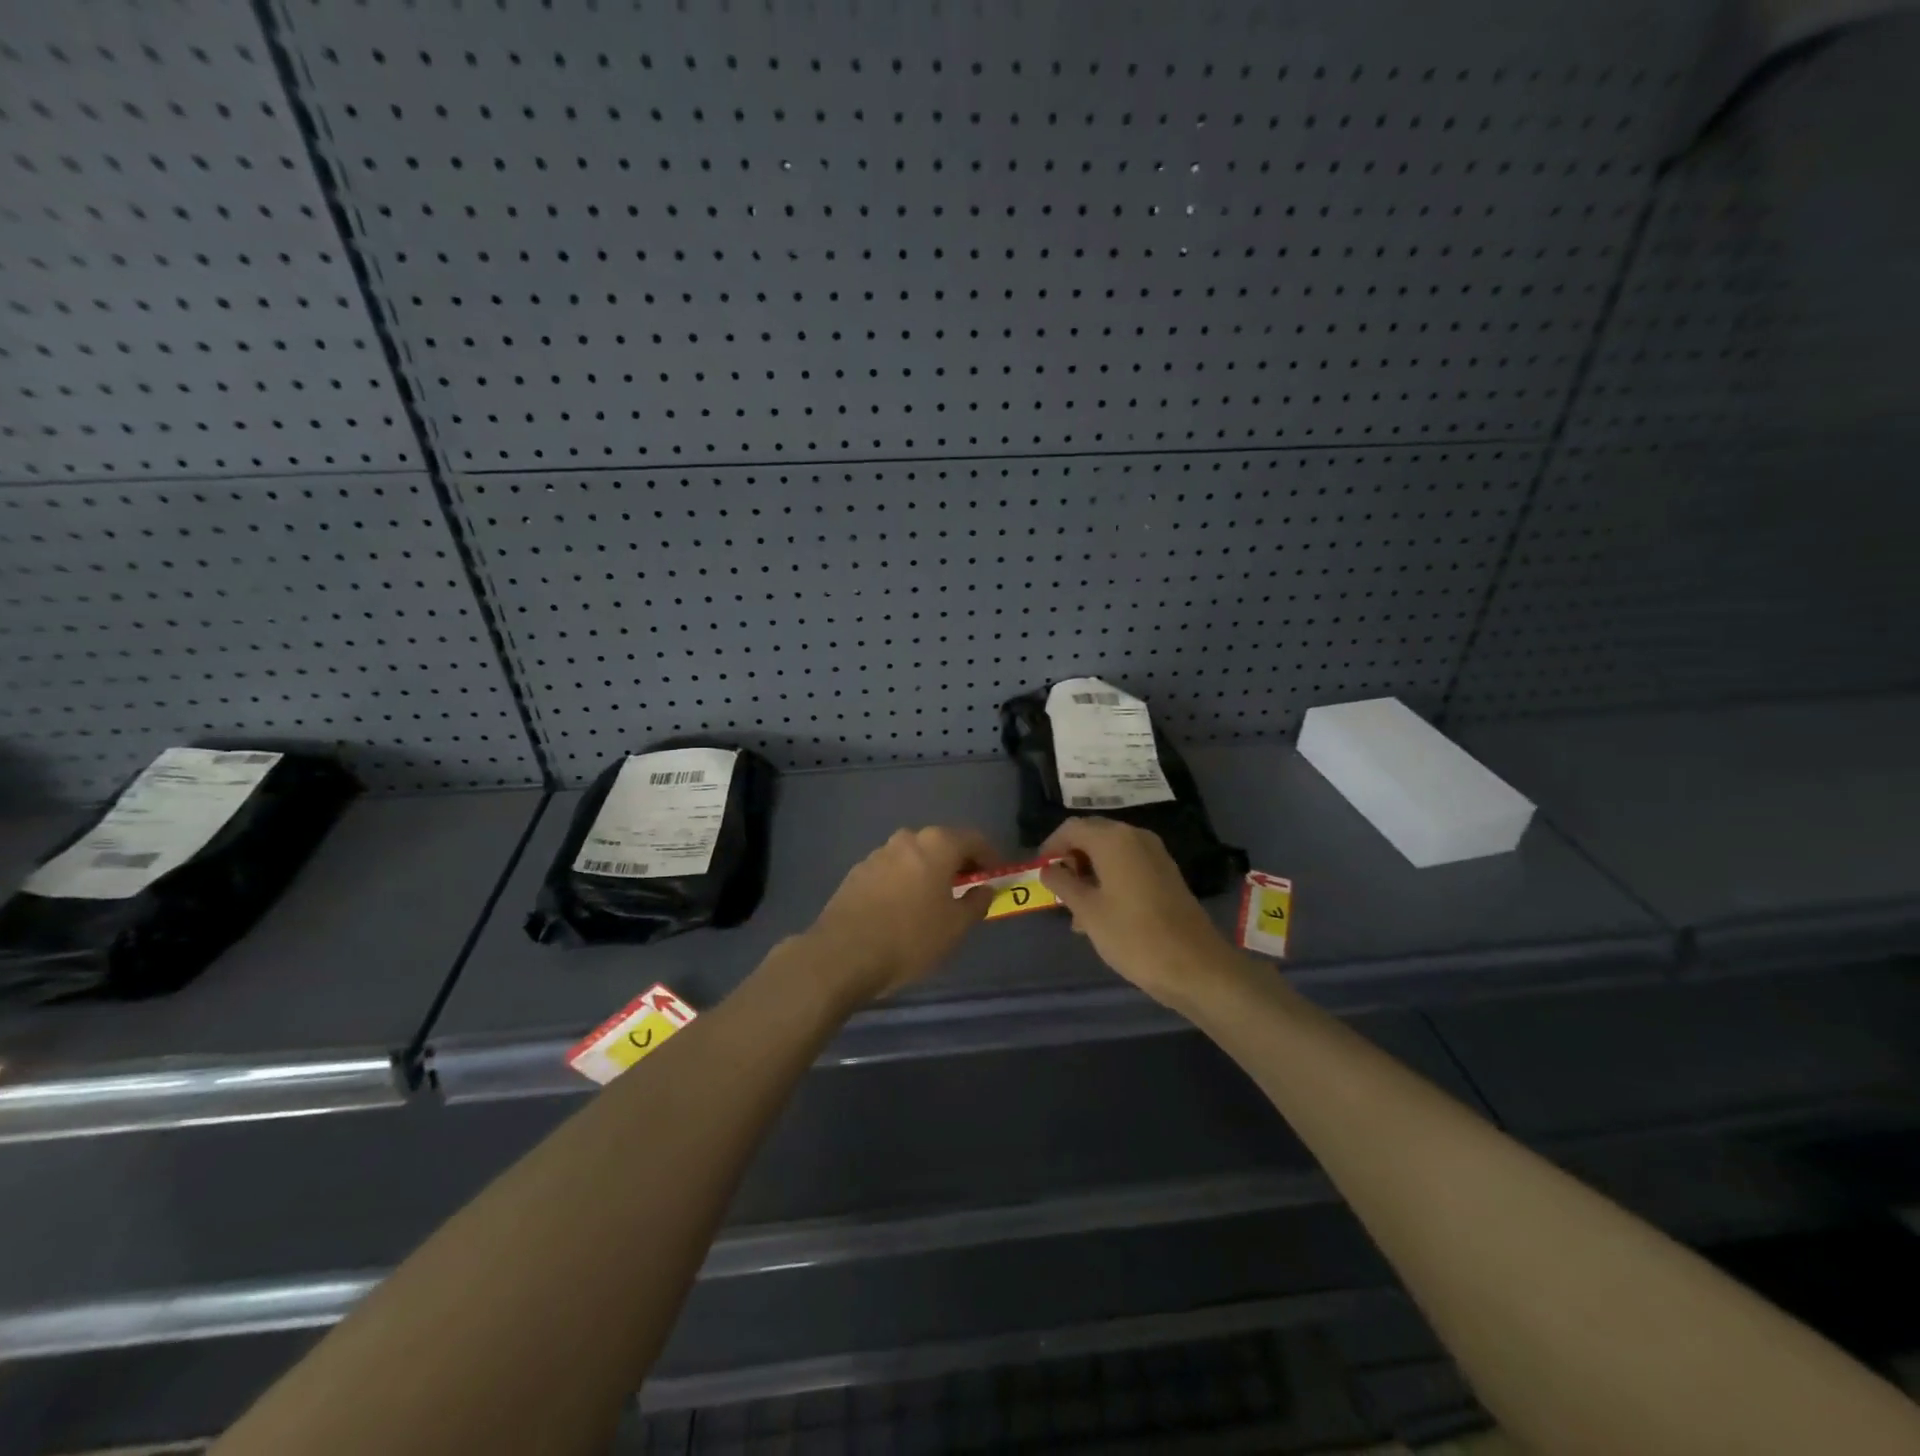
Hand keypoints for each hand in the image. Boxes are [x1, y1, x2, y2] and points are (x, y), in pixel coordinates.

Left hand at [805, 826, 998, 1003]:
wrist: (842, 955)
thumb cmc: (910, 938)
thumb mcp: (955, 927)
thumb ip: (976, 902)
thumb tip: (984, 888)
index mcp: (936, 845)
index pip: (973, 839)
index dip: (989, 856)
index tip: (995, 875)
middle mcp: (906, 840)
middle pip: (941, 844)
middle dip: (956, 863)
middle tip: (966, 888)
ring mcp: (877, 854)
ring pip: (913, 857)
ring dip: (927, 872)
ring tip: (933, 902)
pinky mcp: (856, 873)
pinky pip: (891, 871)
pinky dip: (903, 882)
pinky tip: (902, 909)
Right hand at [1039, 818, 1239, 1009]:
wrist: (1196, 966)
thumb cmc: (1133, 936)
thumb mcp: (1088, 911)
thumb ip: (1063, 884)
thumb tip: (1048, 869)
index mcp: (1114, 839)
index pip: (1072, 828)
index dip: (1051, 846)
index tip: (1039, 871)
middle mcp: (1136, 837)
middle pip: (1093, 836)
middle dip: (1071, 859)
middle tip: (1058, 891)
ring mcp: (1155, 854)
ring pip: (1110, 853)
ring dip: (1090, 872)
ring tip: (1076, 911)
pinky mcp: (1166, 874)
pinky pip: (1129, 865)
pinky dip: (1110, 879)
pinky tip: (1102, 913)